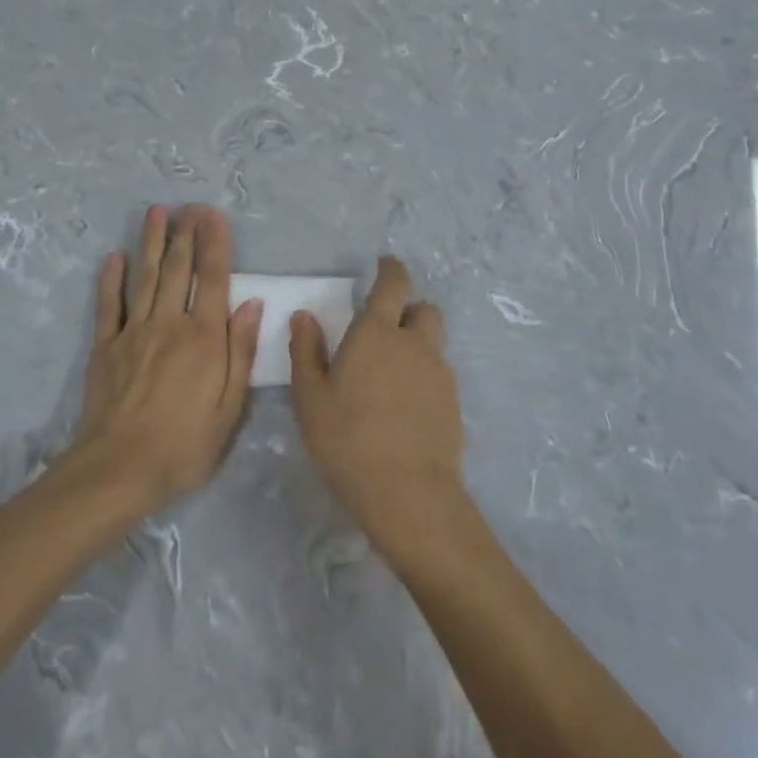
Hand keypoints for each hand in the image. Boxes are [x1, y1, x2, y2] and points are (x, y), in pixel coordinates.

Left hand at [72, 204, 262, 513]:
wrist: (119, 470)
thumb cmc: (184, 445)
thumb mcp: (229, 408)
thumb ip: (240, 352)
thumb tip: (252, 304)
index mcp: (204, 338)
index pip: (213, 279)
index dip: (215, 244)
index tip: (214, 215)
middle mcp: (170, 324)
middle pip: (178, 269)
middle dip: (185, 233)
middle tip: (188, 204)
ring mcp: (134, 332)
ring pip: (145, 277)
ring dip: (151, 242)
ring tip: (156, 211)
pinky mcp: (106, 346)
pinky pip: (109, 305)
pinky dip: (111, 279)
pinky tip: (114, 256)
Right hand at [289, 256, 465, 562]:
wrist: (407, 493)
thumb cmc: (348, 439)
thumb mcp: (310, 397)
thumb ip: (306, 351)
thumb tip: (304, 316)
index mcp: (377, 332)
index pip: (393, 284)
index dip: (391, 269)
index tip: (384, 264)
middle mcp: (414, 343)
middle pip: (424, 309)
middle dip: (409, 309)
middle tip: (386, 328)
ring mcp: (439, 373)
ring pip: (433, 343)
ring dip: (417, 344)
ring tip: (392, 374)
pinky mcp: (453, 403)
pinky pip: (439, 374)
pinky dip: (424, 376)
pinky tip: (405, 406)